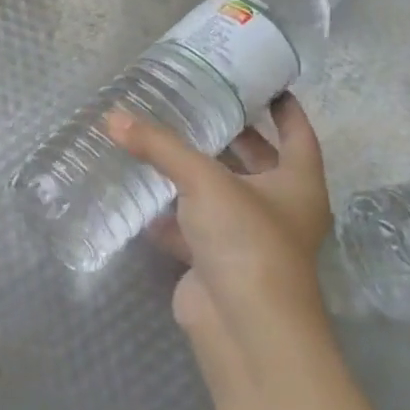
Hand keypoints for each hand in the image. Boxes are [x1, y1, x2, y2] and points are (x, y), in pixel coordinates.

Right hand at [107, 94, 332, 377]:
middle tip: (195, 103)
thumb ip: (158, 146)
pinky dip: (169, 212)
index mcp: (297, 184)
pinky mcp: (216, 262)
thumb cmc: (246, 241)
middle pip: (257, 162)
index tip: (261, 82)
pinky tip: (141, 194)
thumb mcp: (204, 181)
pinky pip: (190, 226)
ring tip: (160, 139)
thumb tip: (112, 116)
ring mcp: (247, 238)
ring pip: (219, 194)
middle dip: (230, 135)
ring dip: (193, 172)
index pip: (297, 134)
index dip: (283, 108)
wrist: (245, 327)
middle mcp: (279, 209)